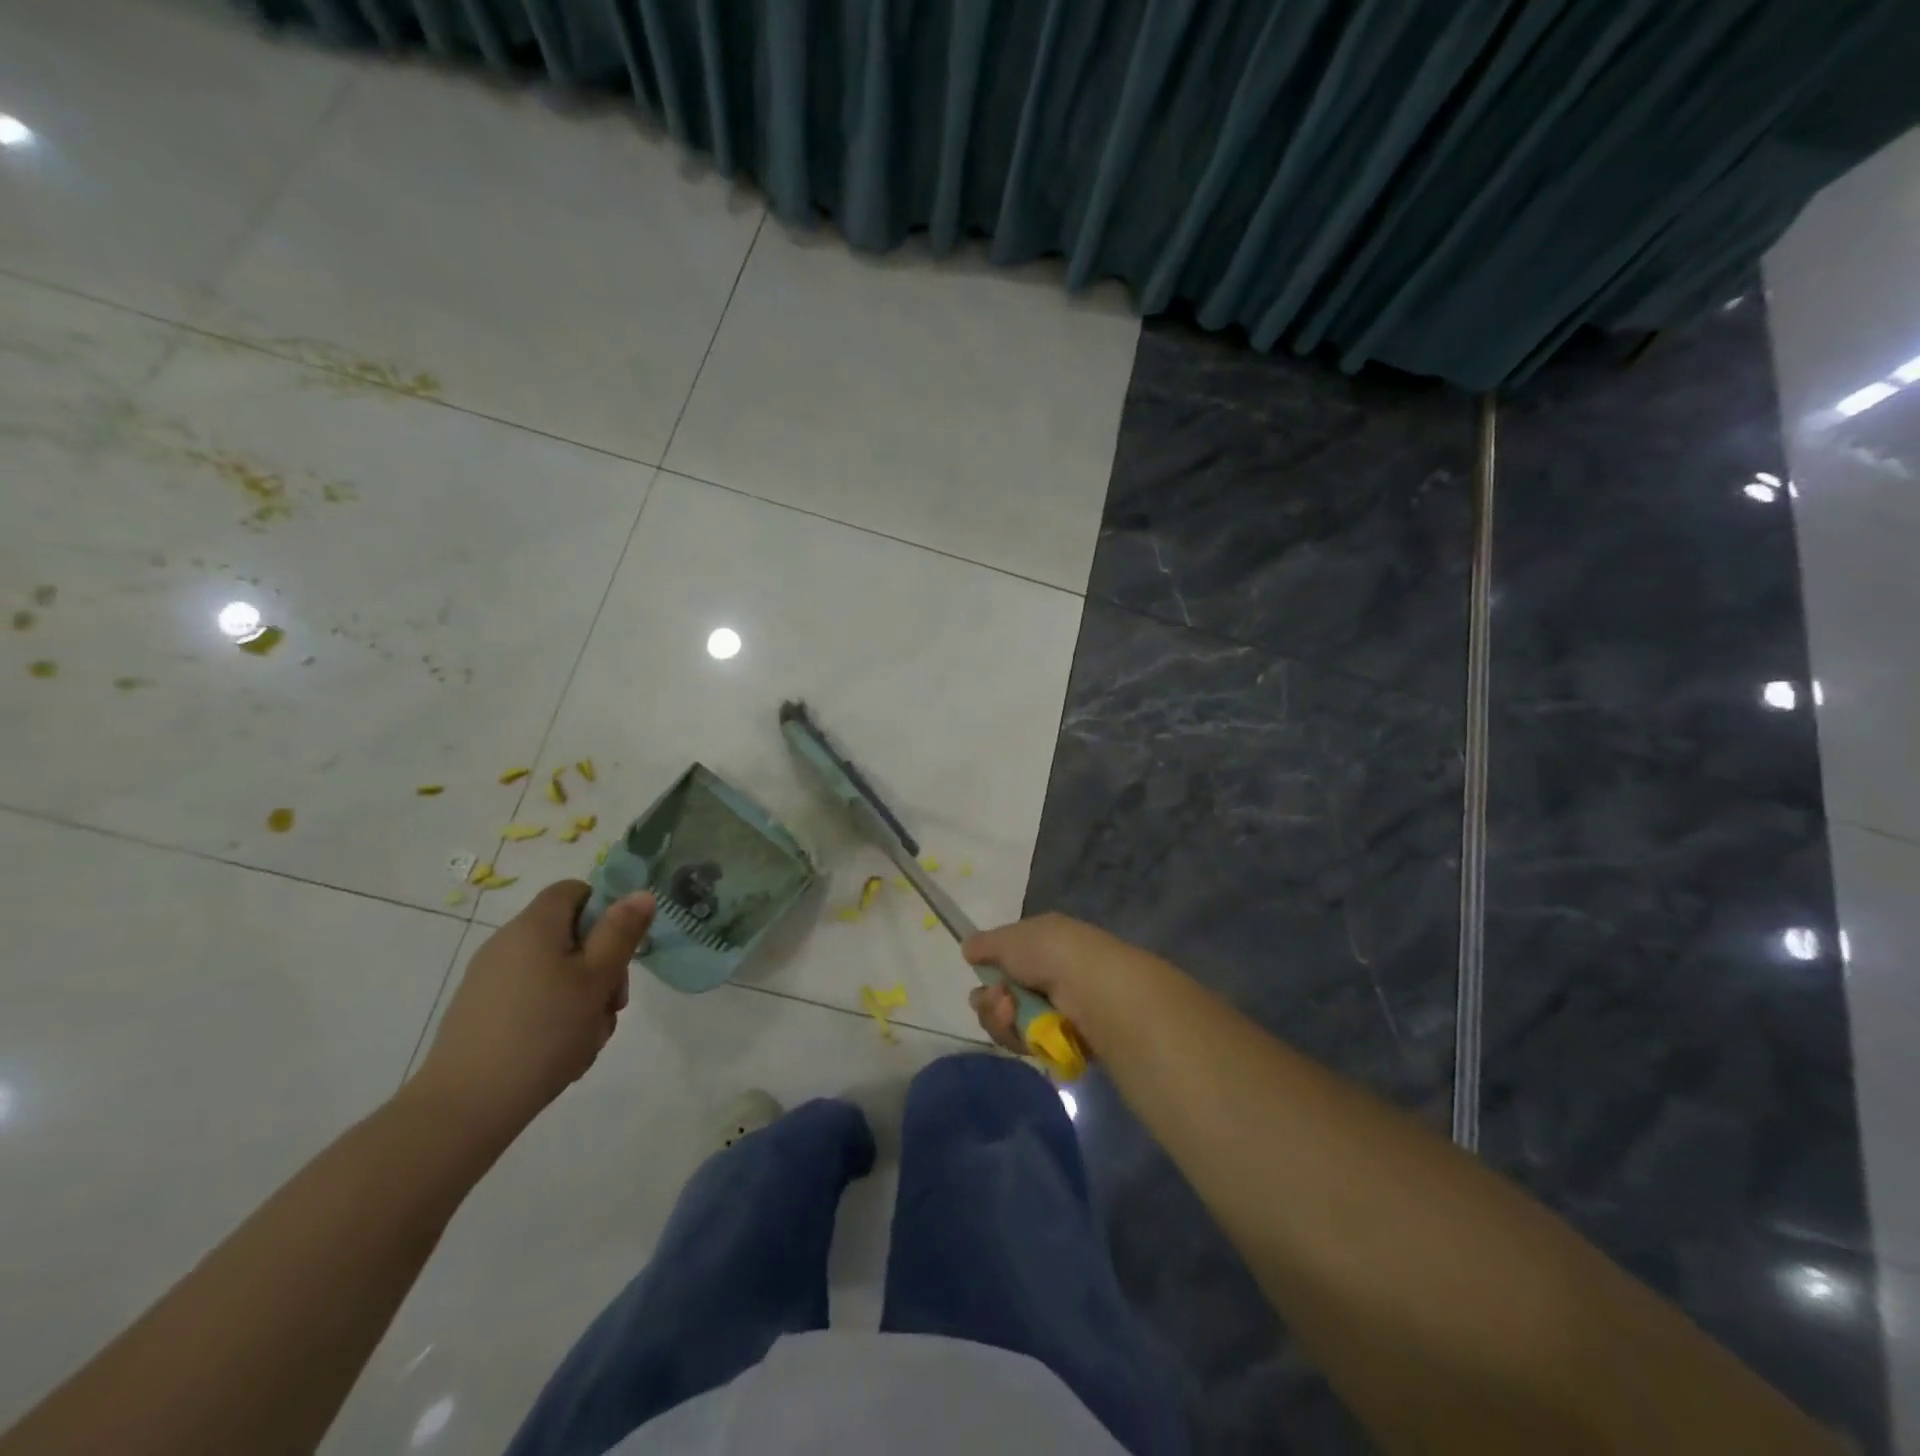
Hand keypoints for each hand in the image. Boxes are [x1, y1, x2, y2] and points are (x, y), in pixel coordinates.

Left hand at [409, 881, 654, 1141]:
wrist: (464, 1108)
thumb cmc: (543, 1032)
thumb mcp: (596, 979)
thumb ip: (621, 933)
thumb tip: (640, 893)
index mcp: (535, 926)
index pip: (574, 890)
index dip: (605, 909)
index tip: (620, 948)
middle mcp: (507, 944)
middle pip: (570, 936)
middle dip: (601, 967)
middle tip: (612, 1005)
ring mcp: (490, 981)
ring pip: (556, 974)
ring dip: (583, 999)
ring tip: (588, 1039)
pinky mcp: (481, 1015)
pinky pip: (533, 1001)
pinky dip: (554, 1018)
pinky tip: (563, 1054)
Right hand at [963, 912, 1166, 1059]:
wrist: (1093, 991)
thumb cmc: (1051, 954)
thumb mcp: (1010, 938)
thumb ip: (985, 944)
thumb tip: (968, 948)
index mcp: (1043, 942)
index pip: (1006, 957)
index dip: (989, 967)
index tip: (978, 971)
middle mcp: (1050, 973)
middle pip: (1002, 994)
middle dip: (991, 1000)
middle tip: (997, 1000)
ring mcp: (1056, 1008)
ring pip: (1009, 1021)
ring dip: (1001, 1018)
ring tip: (1010, 1012)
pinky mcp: (1061, 1039)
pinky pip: (1024, 1042)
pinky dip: (1018, 1036)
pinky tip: (1024, 1029)